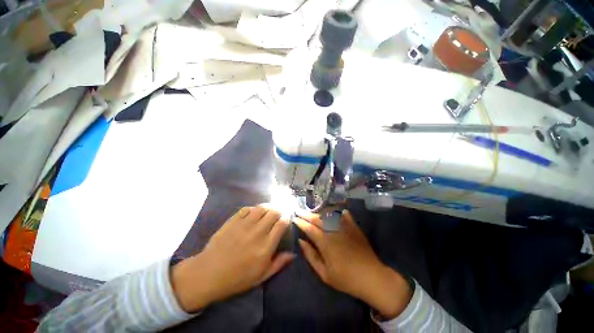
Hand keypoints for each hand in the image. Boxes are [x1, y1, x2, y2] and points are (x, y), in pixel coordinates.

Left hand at [172, 206, 293, 312]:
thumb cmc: (237, 278)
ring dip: (268, 207)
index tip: (286, 219)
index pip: (281, 224)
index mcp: (266, 246)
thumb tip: (292, 254)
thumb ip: (278, 264)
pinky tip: (255, 212)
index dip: (286, 218)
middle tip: (279, 214)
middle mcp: (257, 232)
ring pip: (261, 208)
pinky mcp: (233, 221)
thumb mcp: (261, 276)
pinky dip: (254, 208)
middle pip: (273, 213)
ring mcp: (244, 225)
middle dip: (279, 211)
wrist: (208, 274)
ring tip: (269, 210)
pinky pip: (247, 209)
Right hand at [294, 210, 412, 318]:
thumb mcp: (324, 273)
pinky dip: (338, 213)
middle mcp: (333, 231)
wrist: (372, 278)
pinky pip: (344, 216)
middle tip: (299, 211)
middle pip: (318, 219)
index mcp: (325, 242)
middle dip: (307, 214)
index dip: (301, 222)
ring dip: (319, 212)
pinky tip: (335, 211)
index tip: (294, 218)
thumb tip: (301, 241)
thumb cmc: (346, 279)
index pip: (309, 228)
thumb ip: (311, 256)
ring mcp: (345, 227)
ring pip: (329, 215)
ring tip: (313, 212)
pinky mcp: (354, 227)